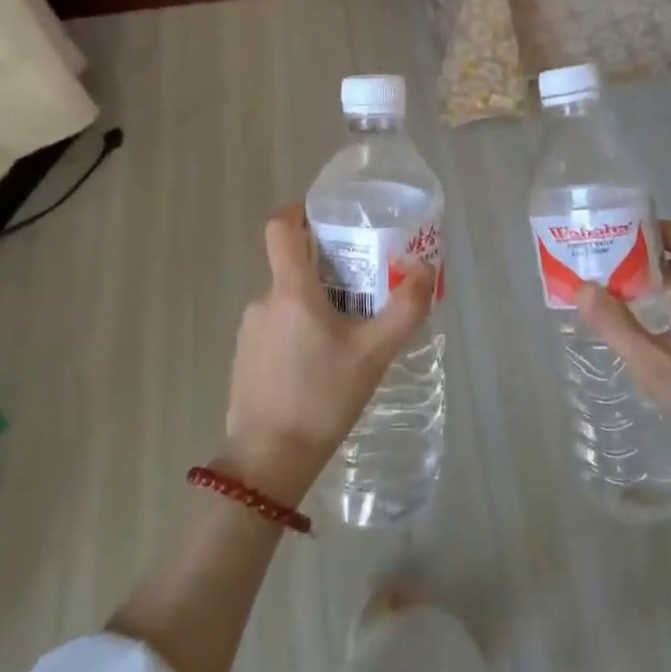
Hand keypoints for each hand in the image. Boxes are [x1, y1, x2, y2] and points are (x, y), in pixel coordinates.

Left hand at [221, 205, 433, 507]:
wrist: (269, 460)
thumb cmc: (323, 398)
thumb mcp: (374, 353)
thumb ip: (405, 308)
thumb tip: (425, 268)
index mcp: (291, 290)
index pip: (281, 227)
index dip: (301, 210)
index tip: (328, 215)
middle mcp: (264, 300)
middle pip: (292, 265)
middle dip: (326, 267)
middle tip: (363, 284)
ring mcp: (250, 330)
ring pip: (287, 299)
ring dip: (315, 302)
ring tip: (348, 330)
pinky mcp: (245, 357)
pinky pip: (276, 326)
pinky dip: (299, 328)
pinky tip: (321, 362)